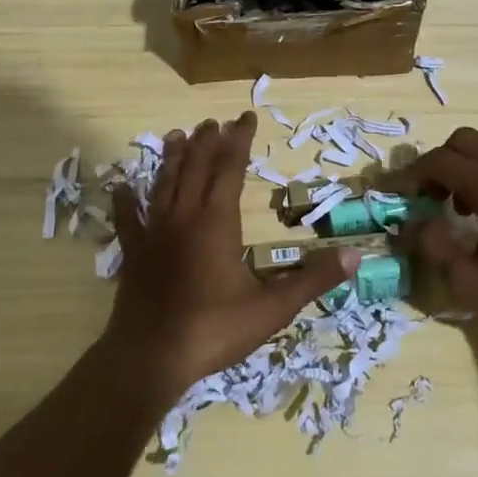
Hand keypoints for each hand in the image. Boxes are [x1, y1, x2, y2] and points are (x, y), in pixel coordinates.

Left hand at [104, 112, 352, 397]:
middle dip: (207, 141)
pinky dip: (125, 199)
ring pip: (164, 183)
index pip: (230, 168)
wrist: (150, 358)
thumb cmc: (213, 330)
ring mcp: (153, 232)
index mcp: (217, 221)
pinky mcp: (133, 252)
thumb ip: (313, 280)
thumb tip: (356, 256)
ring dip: (173, 157)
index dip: (239, 140)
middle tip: (214, 122)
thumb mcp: (272, 308)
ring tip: (178, 135)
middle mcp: (183, 216)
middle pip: (196, 167)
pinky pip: (127, 218)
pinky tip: (121, 185)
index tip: (246, 117)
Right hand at [385, 127, 477, 347]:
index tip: (394, 193)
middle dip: (439, 162)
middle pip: (465, 141)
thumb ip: (434, 246)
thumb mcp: (471, 282)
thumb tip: (412, 223)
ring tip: (461, 210)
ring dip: (467, 169)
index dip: (410, 174)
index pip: (439, 161)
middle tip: (429, 196)